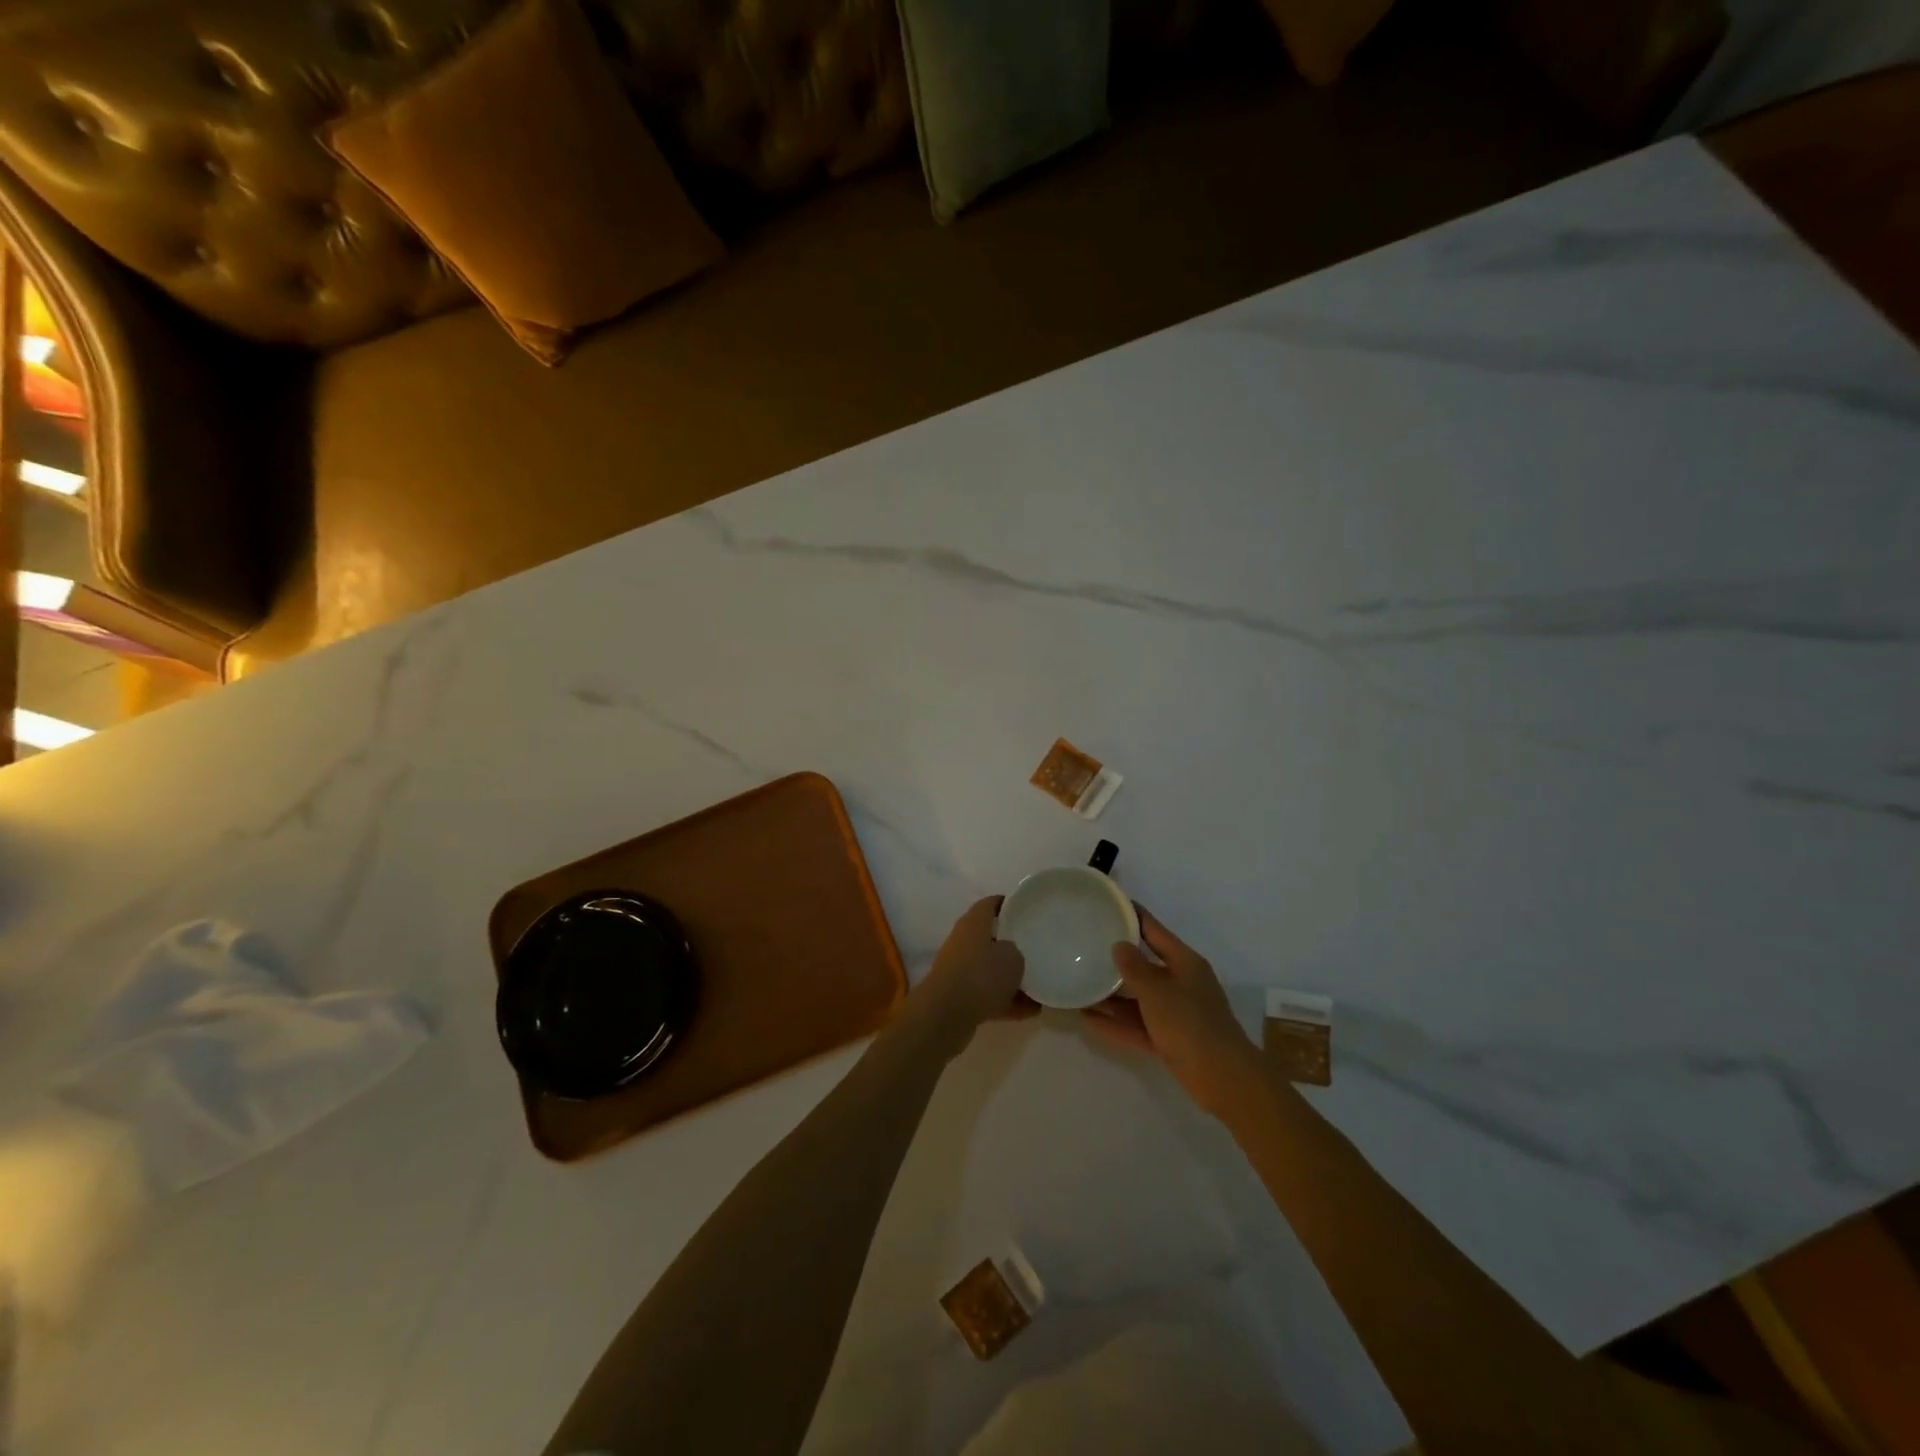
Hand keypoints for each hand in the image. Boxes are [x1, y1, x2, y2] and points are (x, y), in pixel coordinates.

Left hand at [904, 897, 1035, 1055]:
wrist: (945, 1015)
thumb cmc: (981, 975)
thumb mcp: (1013, 957)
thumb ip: (1017, 952)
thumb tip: (1013, 956)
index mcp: (973, 923)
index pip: (991, 903)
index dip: (1009, 904)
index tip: (1028, 910)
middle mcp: (964, 942)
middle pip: (991, 938)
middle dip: (1013, 945)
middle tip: (1038, 949)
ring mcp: (960, 970)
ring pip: (991, 970)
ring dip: (1012, 979)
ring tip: (1040, 986)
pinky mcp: (960, 997)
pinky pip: (989, 995)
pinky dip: (1007, 1002)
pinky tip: (1032, 1012)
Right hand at [1082, 907, 1262, 1119]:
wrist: (1224, 1079)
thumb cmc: (1191, 1025)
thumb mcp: (1157, 992)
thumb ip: (1134, 969)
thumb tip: (1118, 946)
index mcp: (1185, 963)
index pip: (1155, 931)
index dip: (1133, 916)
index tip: (1109, 904)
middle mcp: (1181, 983)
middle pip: (1145, 965)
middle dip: (1117, 959)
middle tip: (1085, 946)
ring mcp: (1176, 1013)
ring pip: (1138, 998)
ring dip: (1112, 995)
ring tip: (1080, 985)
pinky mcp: (1170, 1039)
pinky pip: (1138, 1025)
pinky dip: (1117, 1022)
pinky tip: (1088, 1020)